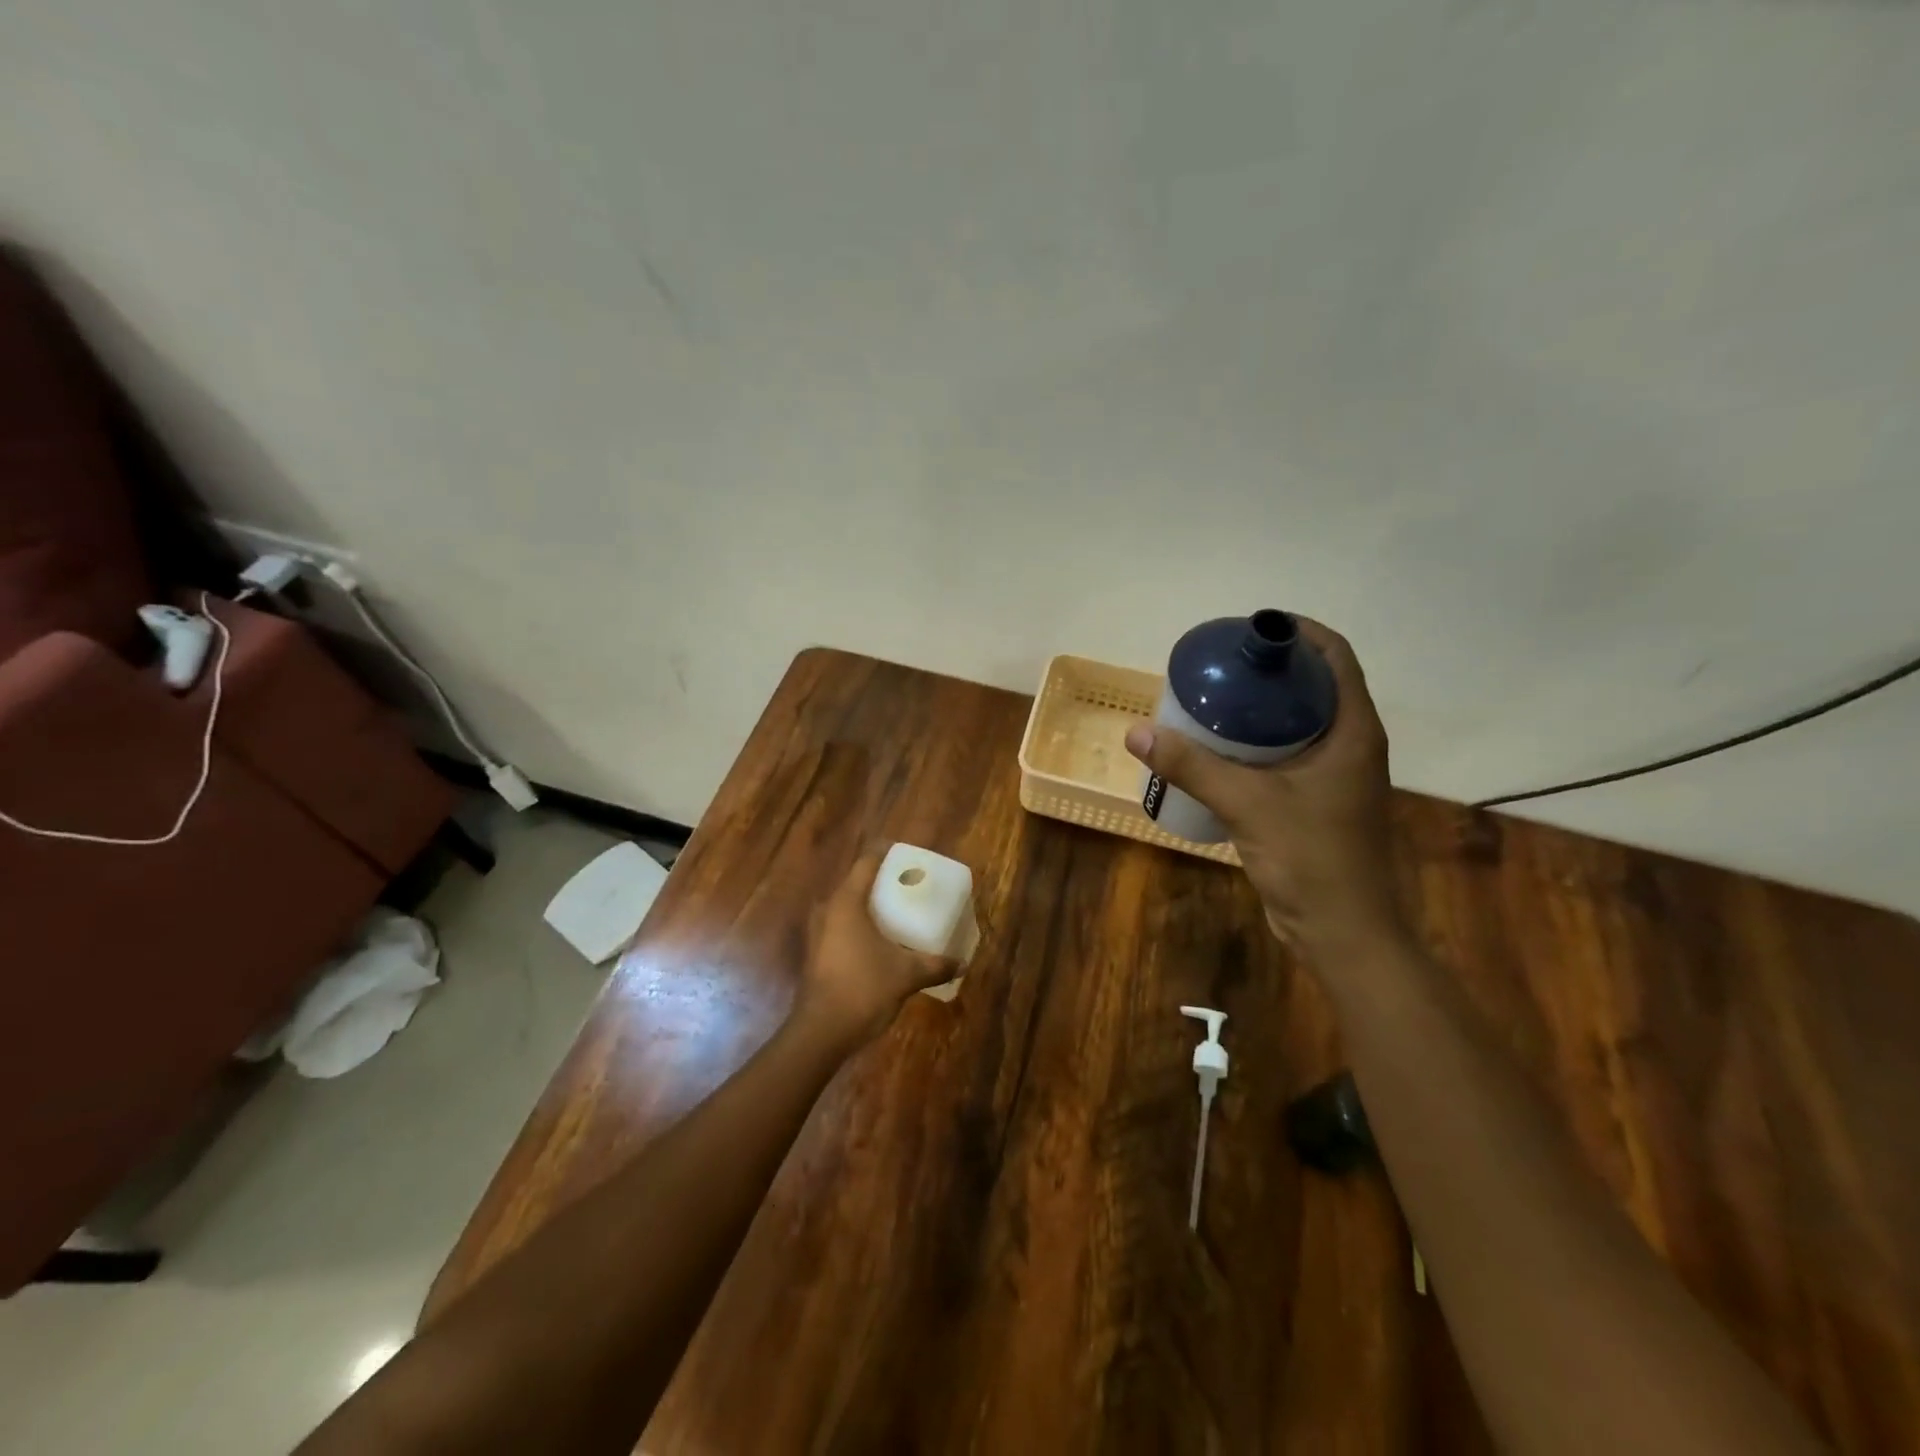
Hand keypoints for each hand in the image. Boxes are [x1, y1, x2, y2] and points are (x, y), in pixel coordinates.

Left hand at [794, 851, 959, 1048]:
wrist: (821, 1032)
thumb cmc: (863, 989)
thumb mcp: (906, 974)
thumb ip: (934, 964)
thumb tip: (962, 963)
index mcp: (846, 902)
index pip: (867, 862)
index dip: (888, 854)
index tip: (909, 856)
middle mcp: (828, 910)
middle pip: (857, 883)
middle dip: (884, 883)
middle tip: (912, 886)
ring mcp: (818, 933)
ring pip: (848, 907)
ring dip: (872, 907)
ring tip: (900, 913)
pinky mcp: (817, 953)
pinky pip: (843, 927)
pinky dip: (863, 926)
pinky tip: (883, 941)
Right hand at [1124, 617, 1407, 968]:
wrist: (1342, 932)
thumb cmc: (1312, 860)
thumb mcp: (1248, 804)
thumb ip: (1192, 766)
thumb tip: (1137, 733)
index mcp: (1353, 730)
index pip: (1334, 656)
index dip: (1295, 632)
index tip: (1244, 631)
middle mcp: (1349, 743)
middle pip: (1310, 684)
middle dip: (1264, 669)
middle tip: (1214, 667)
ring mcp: (1333, 773)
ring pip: (1295, 721)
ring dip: (1256, 707)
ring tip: (1206, 701)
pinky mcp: (1314, 799)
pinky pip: (1283, 753)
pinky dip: (1252, 742)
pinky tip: (1214, 749)